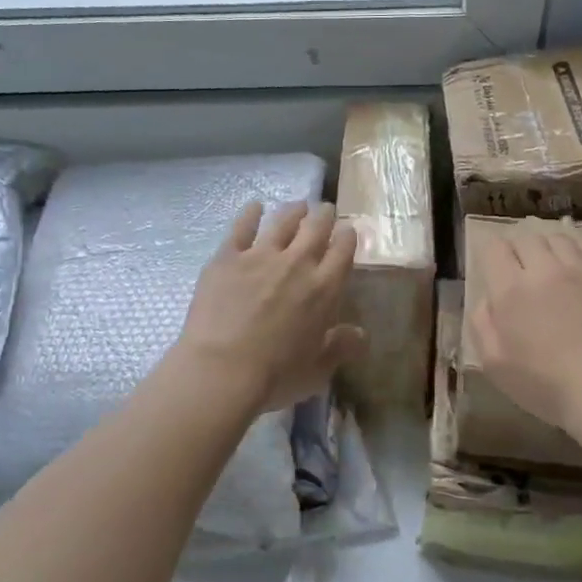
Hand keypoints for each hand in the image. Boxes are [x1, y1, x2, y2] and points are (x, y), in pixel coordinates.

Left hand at [176, 201, 366, 412]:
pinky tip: (255, 207)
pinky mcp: (227, 257)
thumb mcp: (317, 369)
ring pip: (283, 221)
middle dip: (324, 215)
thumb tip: (360, 334)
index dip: (347, 237)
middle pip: (316, 228)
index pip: (343, 251)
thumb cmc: (275, 376)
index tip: (347, 230)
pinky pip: (242, 227)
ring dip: (294, 211)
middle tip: (325, 210)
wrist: (222, 369)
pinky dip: (251, 213)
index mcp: (324, 288)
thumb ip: (340, 347)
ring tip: (298, 206)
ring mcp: (260, 256)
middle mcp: (297, 263)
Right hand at [469, 221, 581, 436]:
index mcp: (511, 290)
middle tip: (521, 270)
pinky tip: (578, 271)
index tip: (494, 269)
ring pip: (559, 239)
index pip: (494, 248)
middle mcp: (545, 270)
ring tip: (550, 266)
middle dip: (519, 249)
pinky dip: (578, 253)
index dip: (491, 254)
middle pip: (527, 238)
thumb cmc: (547, 385)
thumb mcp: (494, 364)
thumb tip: (487, 301)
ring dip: (548, 248)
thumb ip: (482, 325)